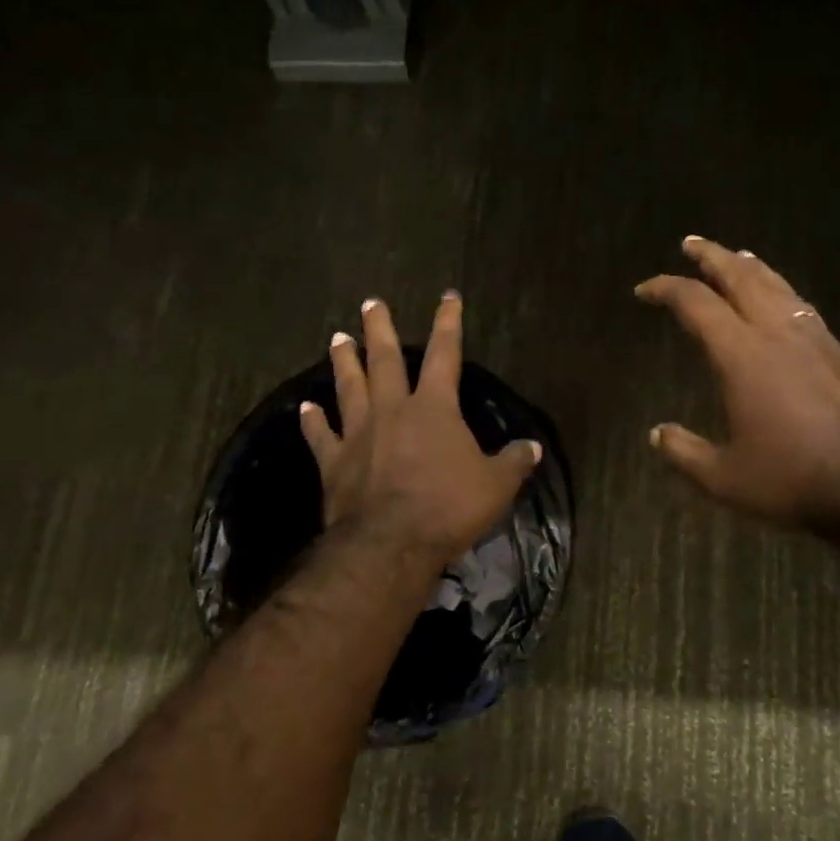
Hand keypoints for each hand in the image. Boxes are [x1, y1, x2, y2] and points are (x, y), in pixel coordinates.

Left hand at [300, 291, 541, 568]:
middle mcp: (393, 410)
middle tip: (370, 304)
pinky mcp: (334, 461)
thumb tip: (533, 447)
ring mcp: (359, 434)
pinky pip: (321, 435)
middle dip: (379, 329)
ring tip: (337, 338)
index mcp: (434, 408)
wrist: (390, 543)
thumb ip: (514, 461)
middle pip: (384, 360)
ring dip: (343, 362)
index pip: (445, 354)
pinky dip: (313, 420)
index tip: (448, 297)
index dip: (448, 324)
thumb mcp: (496, 485)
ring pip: (349, 387)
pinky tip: (306, 407)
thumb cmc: (448, 507)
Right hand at [637, 237, 839, 533]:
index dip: (665, 289)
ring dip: (750, 267)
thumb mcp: (725, 477)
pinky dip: (780, 290)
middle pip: (740, 277)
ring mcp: (814, 338)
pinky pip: (800, 305)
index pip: (695, 303)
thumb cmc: (793, 477)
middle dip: (711, 257)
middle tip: (691, 243)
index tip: (644, 290)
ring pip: (777, 285)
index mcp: (741, 354)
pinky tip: (782, 300)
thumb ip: (685, 453)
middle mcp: (776, 333)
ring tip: (737, 257)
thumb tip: (657, 435)